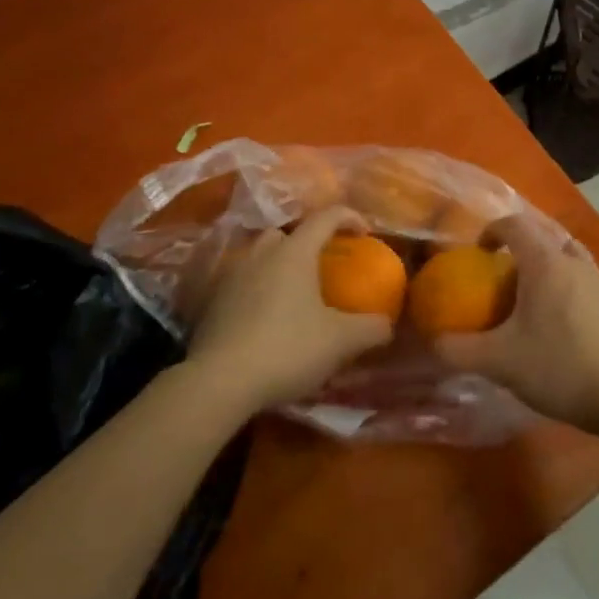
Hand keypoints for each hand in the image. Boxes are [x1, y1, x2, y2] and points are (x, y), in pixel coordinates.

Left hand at [186, 206, 394, 414]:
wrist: (219, 382)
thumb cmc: (287, 348)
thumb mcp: (340, 342)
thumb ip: (370, 329)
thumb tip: (386, 325)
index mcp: (295, 252)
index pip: (326, 217)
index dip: (349, 218)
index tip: (364, 233)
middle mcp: (261, 254)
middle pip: (286, 233)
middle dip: (306, 242)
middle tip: (322, 266)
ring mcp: (232, 276)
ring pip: (259, 258)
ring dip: (277, 267)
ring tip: (293, 294)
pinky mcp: (212, 303)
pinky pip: (241, 285)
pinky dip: (256, 292)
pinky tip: (266, 320)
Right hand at [433, 216, 598, 437]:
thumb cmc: (559, 367)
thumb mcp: (499, 362)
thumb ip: (459, 350)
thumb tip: (431, 342)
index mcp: (544, 262)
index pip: (514, 224)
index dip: (491, 230)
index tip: (478, 252)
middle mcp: (573, 261)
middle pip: (543, 235)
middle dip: (519, 247)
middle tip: (501, 275)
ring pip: (567, 255)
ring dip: (546, 264)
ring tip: (531, 294)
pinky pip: (584, 278)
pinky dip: (567, 285)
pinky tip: (560, 320)